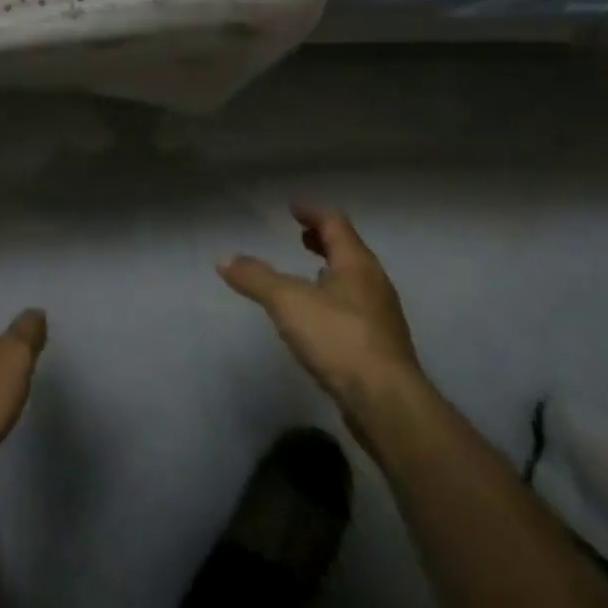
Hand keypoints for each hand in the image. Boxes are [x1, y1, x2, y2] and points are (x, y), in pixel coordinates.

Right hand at [220, 203, 422, 431]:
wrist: (385, 400)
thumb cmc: (338, 338)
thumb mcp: (287, 302)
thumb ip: (256, 277)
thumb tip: (223, 257)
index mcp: (357, 263)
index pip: (335, 223)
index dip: (313, 212)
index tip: (293, 206)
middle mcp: (374, 283)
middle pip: (349, 250)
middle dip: (323, 239)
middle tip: (300, 235)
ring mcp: (381, 315)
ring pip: (354, 280)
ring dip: (331, 269)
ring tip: (309, 271)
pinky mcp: (380, 345)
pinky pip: (355, 307)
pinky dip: (335, 298)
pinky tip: (320, 316)